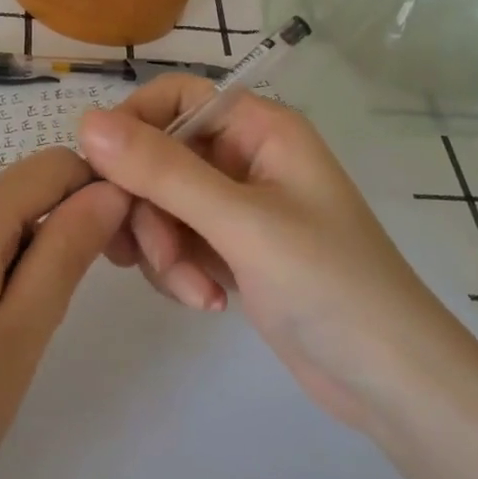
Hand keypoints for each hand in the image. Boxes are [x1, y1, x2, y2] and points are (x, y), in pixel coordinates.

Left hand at [0, 147, 128, 478]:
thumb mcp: (18, 341)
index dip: (93, 189)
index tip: (123, 245)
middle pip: (9, 201)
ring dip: (16, 267)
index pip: (47, 167)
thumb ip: (65, 255)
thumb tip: (109, 191)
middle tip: (68, 313)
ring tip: (17, 347)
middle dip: (55, 235)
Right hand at [79, 78, 477, 431]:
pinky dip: (179, 270)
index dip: (134, 127)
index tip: (106, 176)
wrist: (390, 381)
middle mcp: (245, 157)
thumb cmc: (329, 284)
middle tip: (156, 256)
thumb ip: (162, 171)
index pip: (175, 98)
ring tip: (194, 291)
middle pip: (159, 156)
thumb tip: (86, 122)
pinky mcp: (232, 249)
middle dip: (150, 210)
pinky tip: (207, 302)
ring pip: (162, 204)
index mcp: (260, 128)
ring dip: (163, 248)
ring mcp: (237, 206)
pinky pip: (177, 240)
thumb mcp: (241, 223)